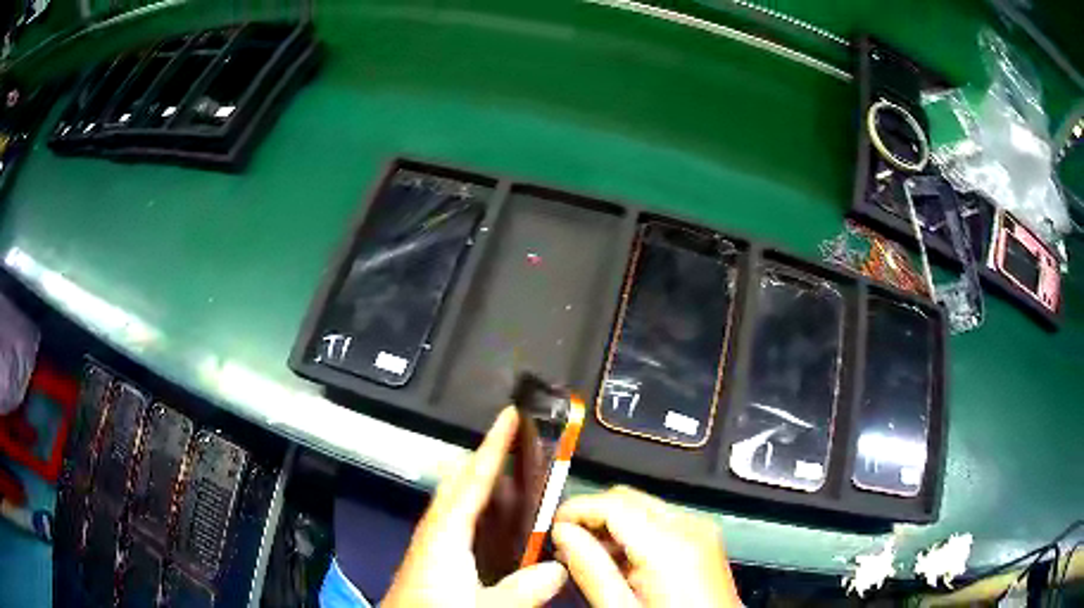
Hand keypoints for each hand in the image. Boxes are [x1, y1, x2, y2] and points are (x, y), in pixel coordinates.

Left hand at [383, 407, 567, 607]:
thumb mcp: (484, 607)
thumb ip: (521, 590)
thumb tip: (559, 569)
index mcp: (446, 533)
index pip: (474, 479)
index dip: (494, 445)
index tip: (510, 415)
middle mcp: (436, 529)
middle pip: (460, 481)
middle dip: (487, 457)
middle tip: (520, 444)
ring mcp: (431, 543)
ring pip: (458, 499)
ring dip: (483, 482)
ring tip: (517, 478)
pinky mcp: (431, 557)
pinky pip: (458, 519)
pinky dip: (478, 508)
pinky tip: (497, 526)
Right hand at [552, 486, 740, 606]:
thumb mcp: (622, 607)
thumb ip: (591, 569)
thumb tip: (564, 534)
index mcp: (671, 544)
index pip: (612, 502)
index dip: (575, 509)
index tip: (553, 526)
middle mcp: (691, 527)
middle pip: (627, 498)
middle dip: (592, 516)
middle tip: (566, 545)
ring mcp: (701, 531)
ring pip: (642, 507)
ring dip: (611, 525)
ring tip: (590, 558)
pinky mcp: (704, 540)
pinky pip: (661, 522)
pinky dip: (634, 533)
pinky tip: (620, 562)